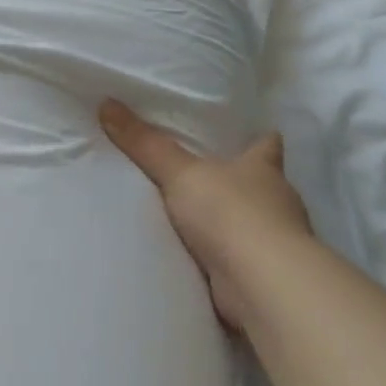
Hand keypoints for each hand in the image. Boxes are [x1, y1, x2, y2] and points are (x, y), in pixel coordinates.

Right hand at [99, 100, 312, 332]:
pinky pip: (242, 259)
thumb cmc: (229, 213)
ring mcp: (276, 240)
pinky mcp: (266, 274)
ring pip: (254, 222)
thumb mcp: (179, 173)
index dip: (260, 138)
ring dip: (232, 223)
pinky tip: (204, 259)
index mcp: (263, 168)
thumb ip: (145, 144)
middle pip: (262, 184)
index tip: (251, 133)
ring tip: (198, 220)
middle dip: (239, 182)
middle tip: (206, 177)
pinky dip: (227, 258)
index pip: (267, 144)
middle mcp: (277, 200)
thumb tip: (108, 103)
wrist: (260, 282)